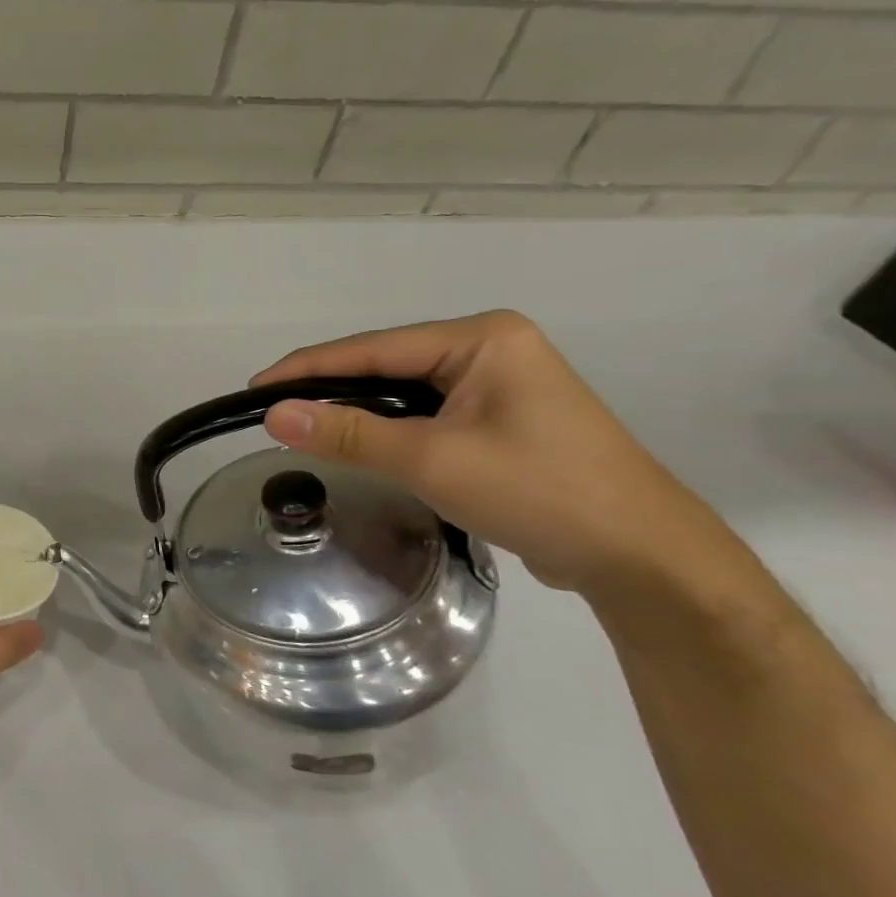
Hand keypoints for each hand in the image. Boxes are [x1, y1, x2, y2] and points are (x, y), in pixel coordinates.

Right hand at [252, 311, 733, 593]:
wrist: (640, 556)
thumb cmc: (539, 492)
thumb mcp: (432, 460)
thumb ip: (350, 433)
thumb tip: (274, 414)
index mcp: (482, 339)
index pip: (372, 348)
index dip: (307, 368)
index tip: (254, 388)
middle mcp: (490, 349)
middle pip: (386, 364)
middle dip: (329, 388)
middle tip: (272, 412)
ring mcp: (499, 385)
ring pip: (403, 391)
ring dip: (356, 410)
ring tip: (302, 427)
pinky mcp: (501, 419)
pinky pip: (424, 413)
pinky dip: (386, 428)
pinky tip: (358, 442)